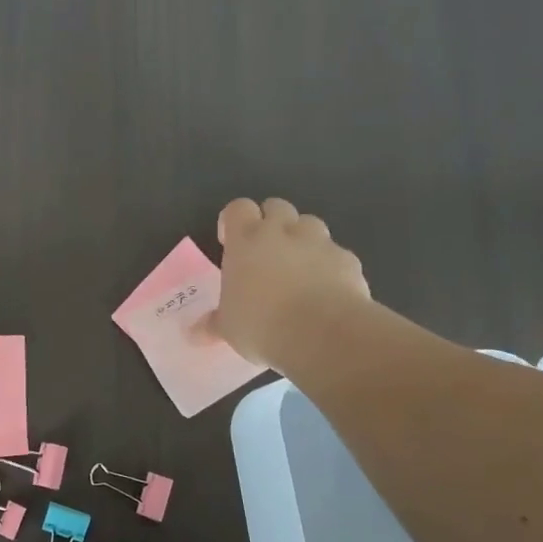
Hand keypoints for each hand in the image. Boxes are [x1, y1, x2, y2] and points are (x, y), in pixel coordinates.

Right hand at [208, 197, 371, 368]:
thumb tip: (194, 334)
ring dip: (303, 239)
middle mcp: (282, 232)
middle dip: (272, 222)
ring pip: (311, 224)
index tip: (230, 239)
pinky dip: (331, 266)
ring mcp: (319, 243)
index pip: (238, 208)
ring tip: (299, 267)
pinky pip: (337, 254)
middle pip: (277, 206)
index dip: (234, 219)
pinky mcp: (348, 260)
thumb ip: (213, 324)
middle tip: (265, 250)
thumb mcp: (229, 328)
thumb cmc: (262, 325)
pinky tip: (328, 290)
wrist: (324, 335)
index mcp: (246, 240)